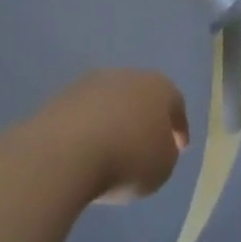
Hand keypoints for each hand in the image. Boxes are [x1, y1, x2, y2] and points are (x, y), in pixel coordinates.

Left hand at [32, 70, 189, 203]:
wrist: (67, 151)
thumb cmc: (128, 158)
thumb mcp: (163, 166)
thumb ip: (165, 151)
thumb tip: (155, 143)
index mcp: (157, 86)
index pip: (175, 102)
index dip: (179, 127)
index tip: (179, 148)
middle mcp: (125, 75)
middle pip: (140, 96)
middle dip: (144, 119)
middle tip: (145, 146)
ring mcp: (90, 83)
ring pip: (110, 102)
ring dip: (114, 122)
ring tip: (113, 151)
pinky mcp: (61, 97)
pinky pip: (85, 115)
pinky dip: (89, 129)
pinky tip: (87, 151)